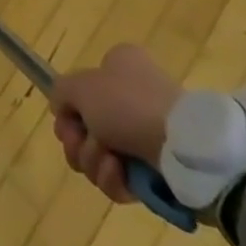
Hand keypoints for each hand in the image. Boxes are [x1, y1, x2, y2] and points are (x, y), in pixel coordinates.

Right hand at [48, 43, 181, 202]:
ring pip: (102, 153)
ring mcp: (147, 133)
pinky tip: (120, 175)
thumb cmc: (128, 104)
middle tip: (80, 145)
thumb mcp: (80, 86)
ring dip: (95, 162)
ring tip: (108, 163)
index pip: (81, 88)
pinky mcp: (159, 170)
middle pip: (88, 125)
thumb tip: (62, 108)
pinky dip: (116, 180)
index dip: (68, 109)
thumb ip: (61, 92)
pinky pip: (124, 178)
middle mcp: (133, 95)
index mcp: (120, 65)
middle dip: (79, 142)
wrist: (183, 149)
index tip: (66, 123)